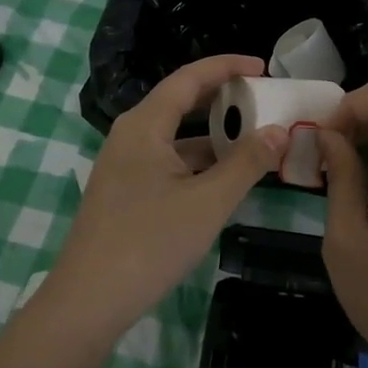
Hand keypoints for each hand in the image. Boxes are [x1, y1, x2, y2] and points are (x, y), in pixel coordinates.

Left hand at [53, 54, 286, 336]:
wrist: (88, 301)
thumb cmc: (150, 242)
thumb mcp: (208, 202)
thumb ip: (247, 163)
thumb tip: (279, 132)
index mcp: (145, 125)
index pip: (189, 78)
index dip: (227, 67)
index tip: (263, 67)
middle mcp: (130, 135)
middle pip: (180, 102)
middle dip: (222, 99)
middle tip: (263, 100)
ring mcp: (124, 164)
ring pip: (175, 136)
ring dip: (213, 135)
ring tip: (254, 139)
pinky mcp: (125, 191)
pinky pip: (167, 160)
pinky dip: (198, 161)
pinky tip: (224, 177)